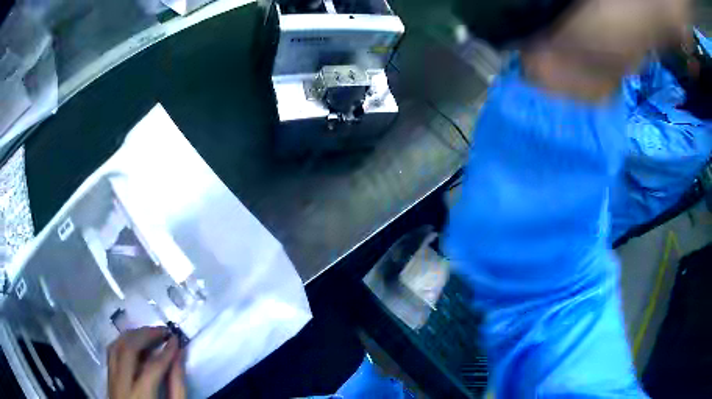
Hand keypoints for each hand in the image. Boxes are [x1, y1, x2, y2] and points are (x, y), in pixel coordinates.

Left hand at [108, 326, 185, 398]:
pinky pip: (112, 353)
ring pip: (115, 346)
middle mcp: (121, 385)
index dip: (166, 352)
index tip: (176, 339)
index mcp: (140, 397)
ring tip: (149, 333)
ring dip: (132, 335)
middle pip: (128, 350)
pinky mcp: (108, 379)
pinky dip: (123, 343)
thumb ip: (177, 386)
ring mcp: (111, 380)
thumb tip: (178, 356)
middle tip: (163, 331)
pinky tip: (135, 343)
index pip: (152, 367)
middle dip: (146, 335)